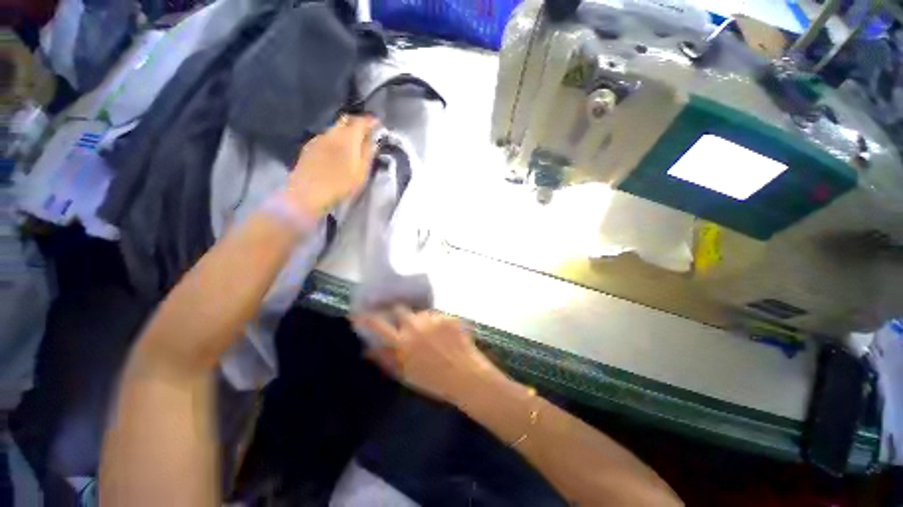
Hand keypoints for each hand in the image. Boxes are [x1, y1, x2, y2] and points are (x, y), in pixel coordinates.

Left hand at [284, 115, 377, 215]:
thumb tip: (373, 140)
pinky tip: (336, 151)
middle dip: (357, 122)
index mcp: (348, 138)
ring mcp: (318, 138)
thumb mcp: (361, 172)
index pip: (361, 121)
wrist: (308, 192)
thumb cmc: (340, 184)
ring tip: (352, 142)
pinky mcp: (309, 146)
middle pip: (346, 120)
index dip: (370, 121)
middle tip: (366, 131)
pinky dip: (335, 139)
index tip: (378, 123)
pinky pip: (326, 137)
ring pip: (335, 128)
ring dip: (345, 131)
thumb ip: (368, 153)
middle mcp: (332, 132)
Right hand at [353, 309, 507, 404]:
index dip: (367, 317)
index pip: (378, 325)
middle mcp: (415, 326)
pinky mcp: (448, 316)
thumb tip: (366, 350)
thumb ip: (385, 359)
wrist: (466, 376)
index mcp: (402, 343)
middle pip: (400, 308)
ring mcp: (433, 319)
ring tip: (432, 335)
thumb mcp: (405, 374)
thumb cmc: (433, 381)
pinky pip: (438, 315)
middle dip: (399, 312)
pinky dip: (439, 323)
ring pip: (421, 313)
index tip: (360, 311)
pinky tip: (446, 336)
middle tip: (405, 320)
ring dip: (422, 320)